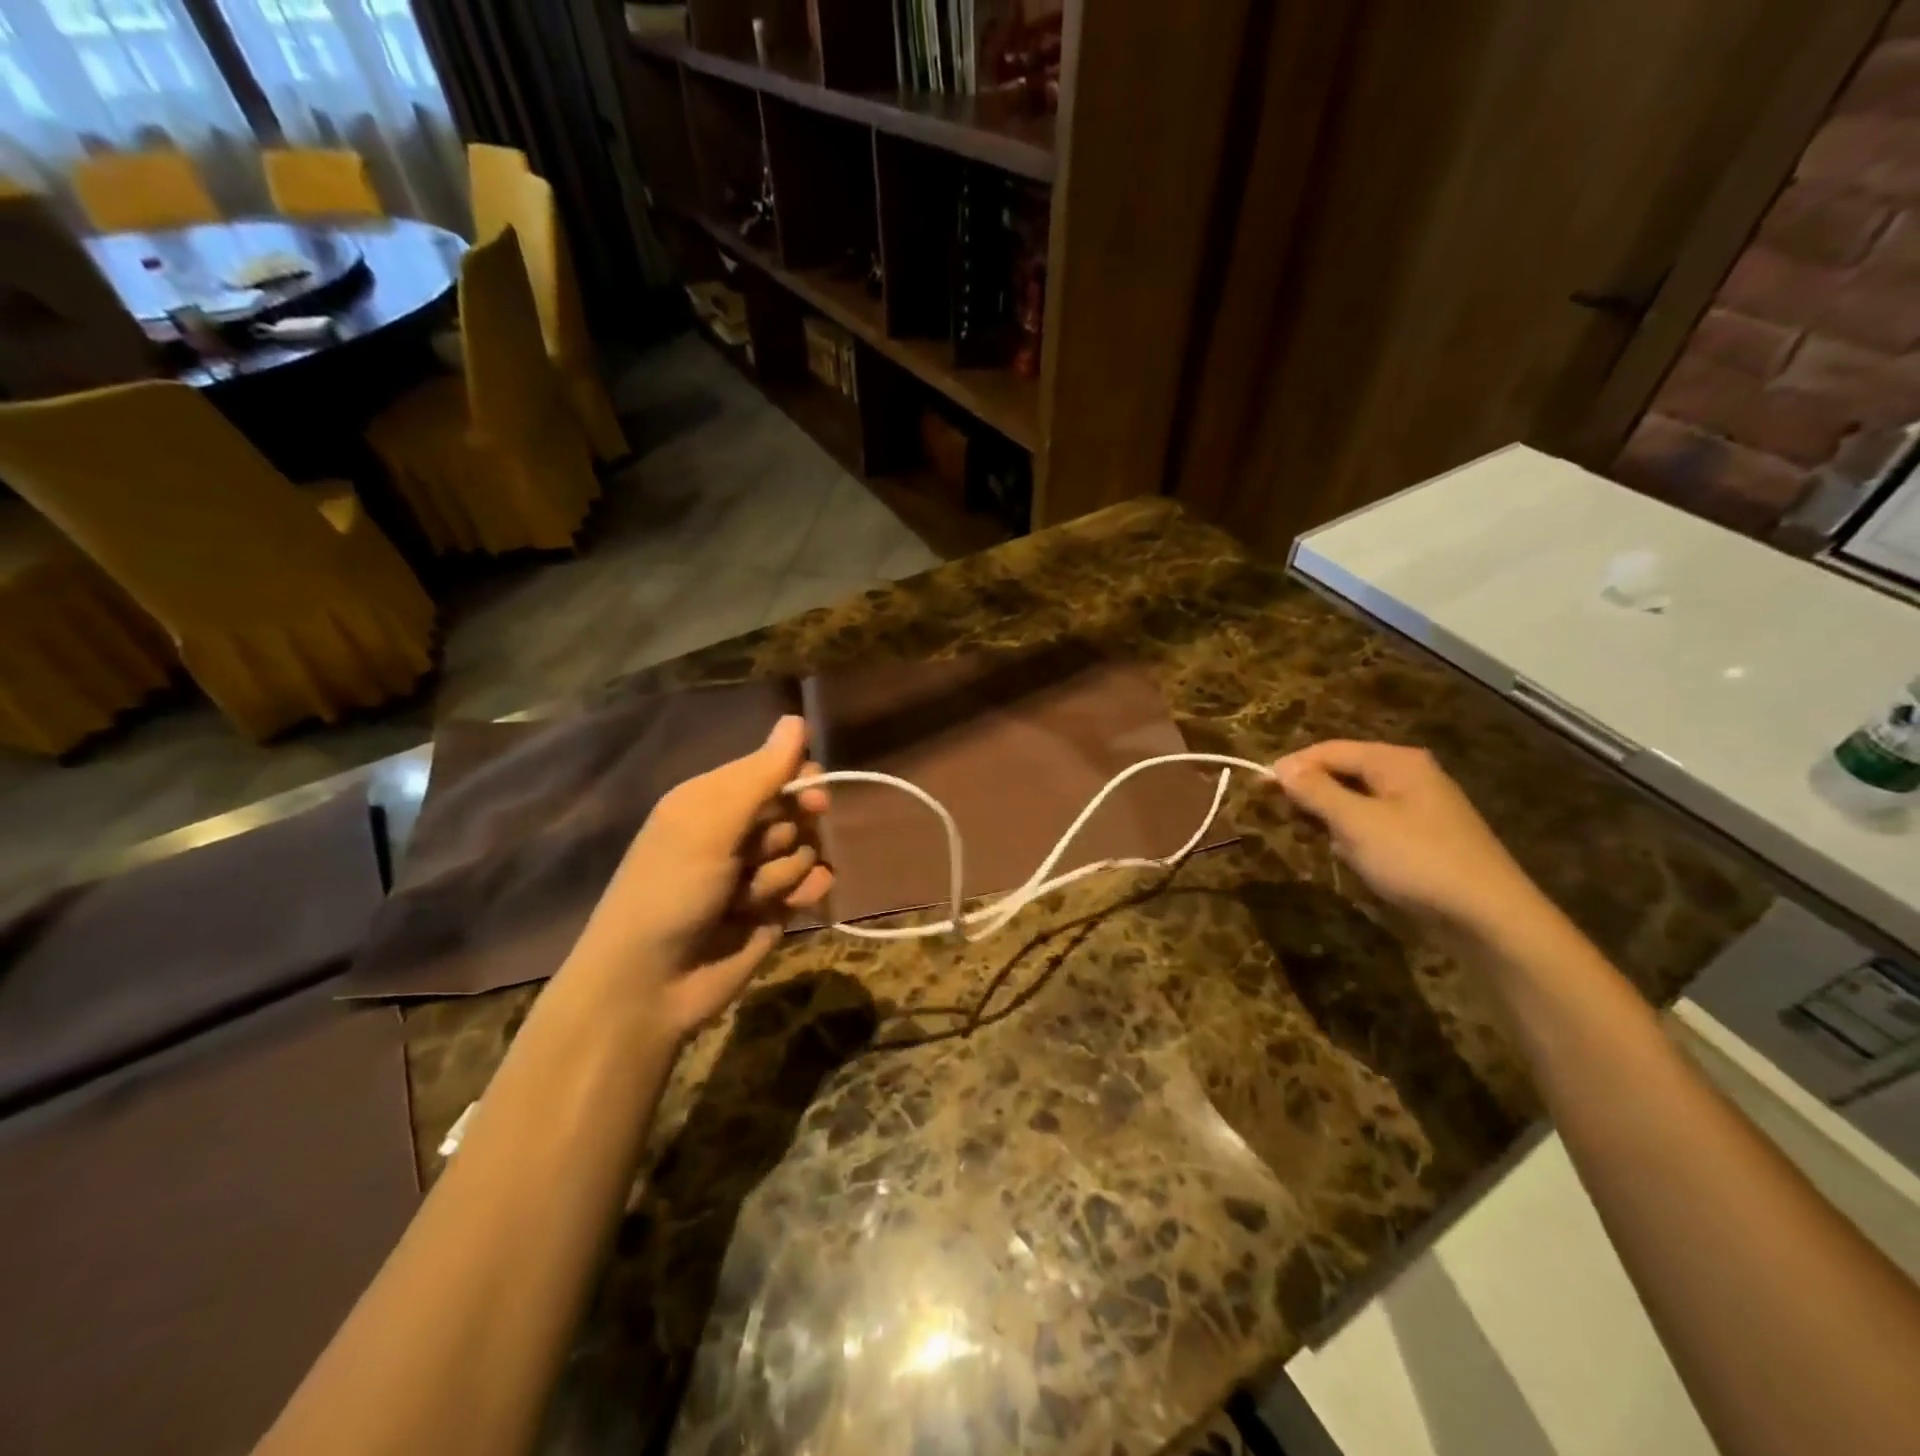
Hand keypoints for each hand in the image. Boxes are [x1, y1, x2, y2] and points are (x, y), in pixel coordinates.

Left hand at [563, 714, 831, 1041]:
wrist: (650, 986)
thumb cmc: (670, 891)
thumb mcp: (710, 824)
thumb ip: (759, 775)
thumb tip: (796, 718)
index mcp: (712, 800)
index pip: (773, 769)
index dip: (798, 779)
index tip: (813, 794)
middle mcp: (736, 831)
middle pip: (795, 809)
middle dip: (790, 830)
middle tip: (768, 850)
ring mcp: (756, 873)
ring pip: (805, 850)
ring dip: (784, 872)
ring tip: (750, 898)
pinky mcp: (773, 910)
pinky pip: (811, 885)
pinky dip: (805, 893)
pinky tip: (787, 908)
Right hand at [1272, 740, 1547, 936]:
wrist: (1489, 917)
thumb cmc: (1416, 860)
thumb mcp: (1356, 823)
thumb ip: (1315, 791)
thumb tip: (1281, 767)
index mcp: (1396, 761)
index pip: (1329, 750)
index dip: (1292, 766)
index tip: (1258, 788)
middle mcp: (1410, 774)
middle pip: (1344, 771)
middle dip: (1313, 792)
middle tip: (1287, 818)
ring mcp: (1421, 806)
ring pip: (1357, 799)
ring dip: (1332, 817)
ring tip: (1317, 839)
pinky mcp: (1425, 836)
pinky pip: (1375, 822)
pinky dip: (1354, 834)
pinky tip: (1351, 856)